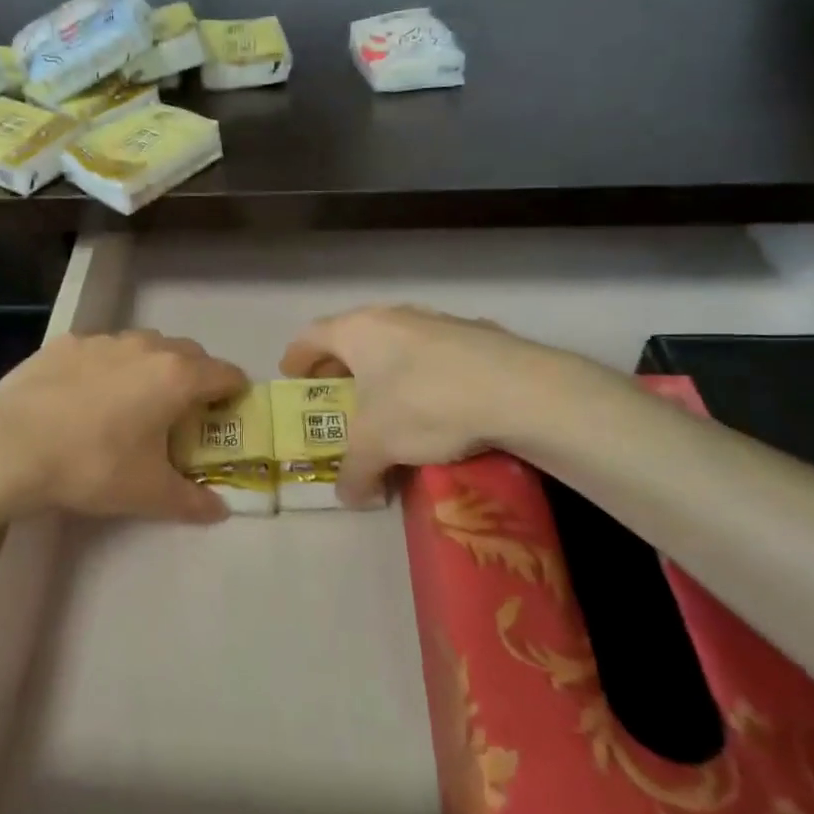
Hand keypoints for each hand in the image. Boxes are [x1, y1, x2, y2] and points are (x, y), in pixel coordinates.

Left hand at [0, 330, 246, 522]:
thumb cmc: (92, 466)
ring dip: (150, 367)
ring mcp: (101, 340)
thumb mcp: (147, 493)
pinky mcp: (64, 343)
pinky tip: (85, 396)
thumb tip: (219, 511)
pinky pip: (100, 350)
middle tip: (183, 412)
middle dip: (194, 377)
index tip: (230, 411)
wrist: (11, 446)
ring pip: (142, 346)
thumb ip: (191, 500)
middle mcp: (144, 347)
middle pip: (187, 353)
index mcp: (175, 377)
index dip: (234, 392)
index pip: (225, 373)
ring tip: (133, 401)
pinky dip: (107, 366)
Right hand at [280, 305, 583, 505]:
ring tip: (388, 403)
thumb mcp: (377, 446)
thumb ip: (354, 471)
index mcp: (358, 330)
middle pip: (353, 337)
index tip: (292, 377)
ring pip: (397, 343)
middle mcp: (394, 315)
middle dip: (341, 366)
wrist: (520, 391)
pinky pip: (436, 354)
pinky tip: (439, 405)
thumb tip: (349, 497)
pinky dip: (425, 374)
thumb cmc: (425, 404)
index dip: (297, 357)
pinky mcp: (479, 336)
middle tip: (337, 393)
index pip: (312, 336)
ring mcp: (439, 321)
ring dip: (385, 369)